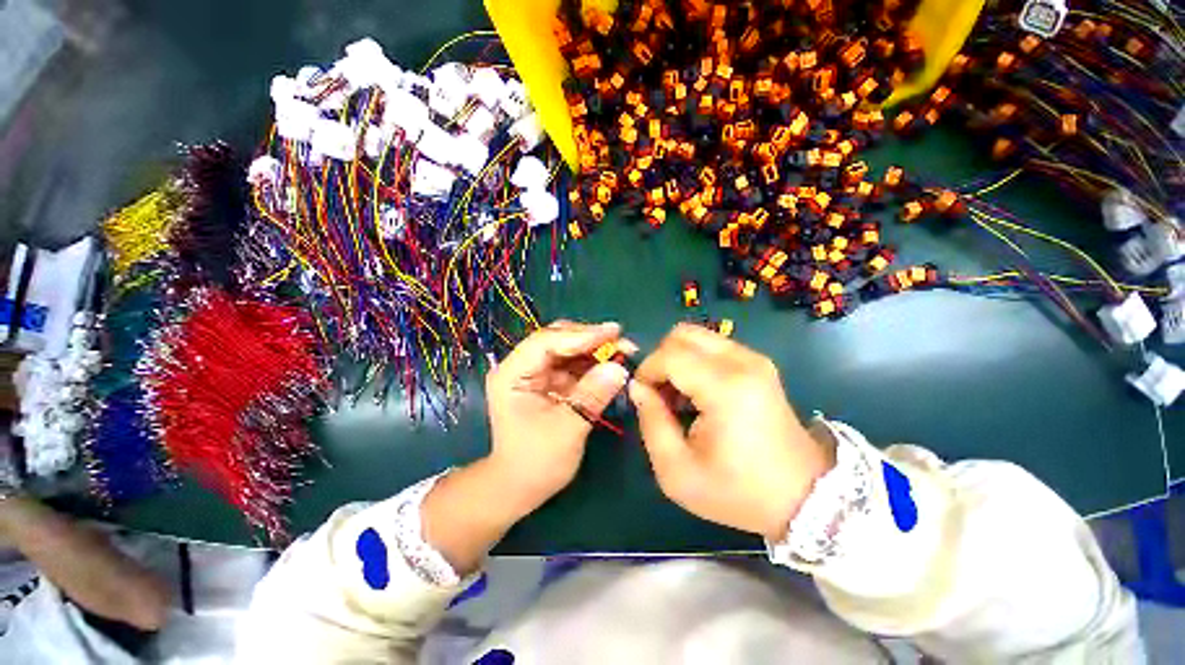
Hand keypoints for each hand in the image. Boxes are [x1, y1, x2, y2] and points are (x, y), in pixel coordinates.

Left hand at [483, 320, 632, 510]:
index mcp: (512, 374)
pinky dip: (593, 363)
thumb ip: (592, 396)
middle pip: (557, 339)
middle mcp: (522, 366)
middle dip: (591, 339)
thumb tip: (619, 368)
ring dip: (596, 349)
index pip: (546, 342)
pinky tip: (612, 364)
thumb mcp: (567, 429)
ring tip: (624, 350)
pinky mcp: (549, 382)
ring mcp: (536, 373)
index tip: (614, 332)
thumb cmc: (536, 462)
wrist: (520, 487)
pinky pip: (573, 365)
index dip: (581, 335)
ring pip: (568, 349)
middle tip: (623, 340)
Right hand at [630, 323, 833, 538]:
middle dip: (660, 359)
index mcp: (725, 388)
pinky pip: (713, 346)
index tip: (642, 397)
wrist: (804, 498)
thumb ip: (650, 422)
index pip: (669, 355)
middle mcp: (742, 362)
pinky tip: (697, 393)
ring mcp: (755, 359)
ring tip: (678, 395)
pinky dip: (694, 362)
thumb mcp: (677, 471)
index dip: (646, 371)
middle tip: (659, 393)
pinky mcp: (759, 364)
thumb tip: (638, 387)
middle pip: (682, 334)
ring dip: (677, 359)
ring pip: (697, 336)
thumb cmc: (737, 492)